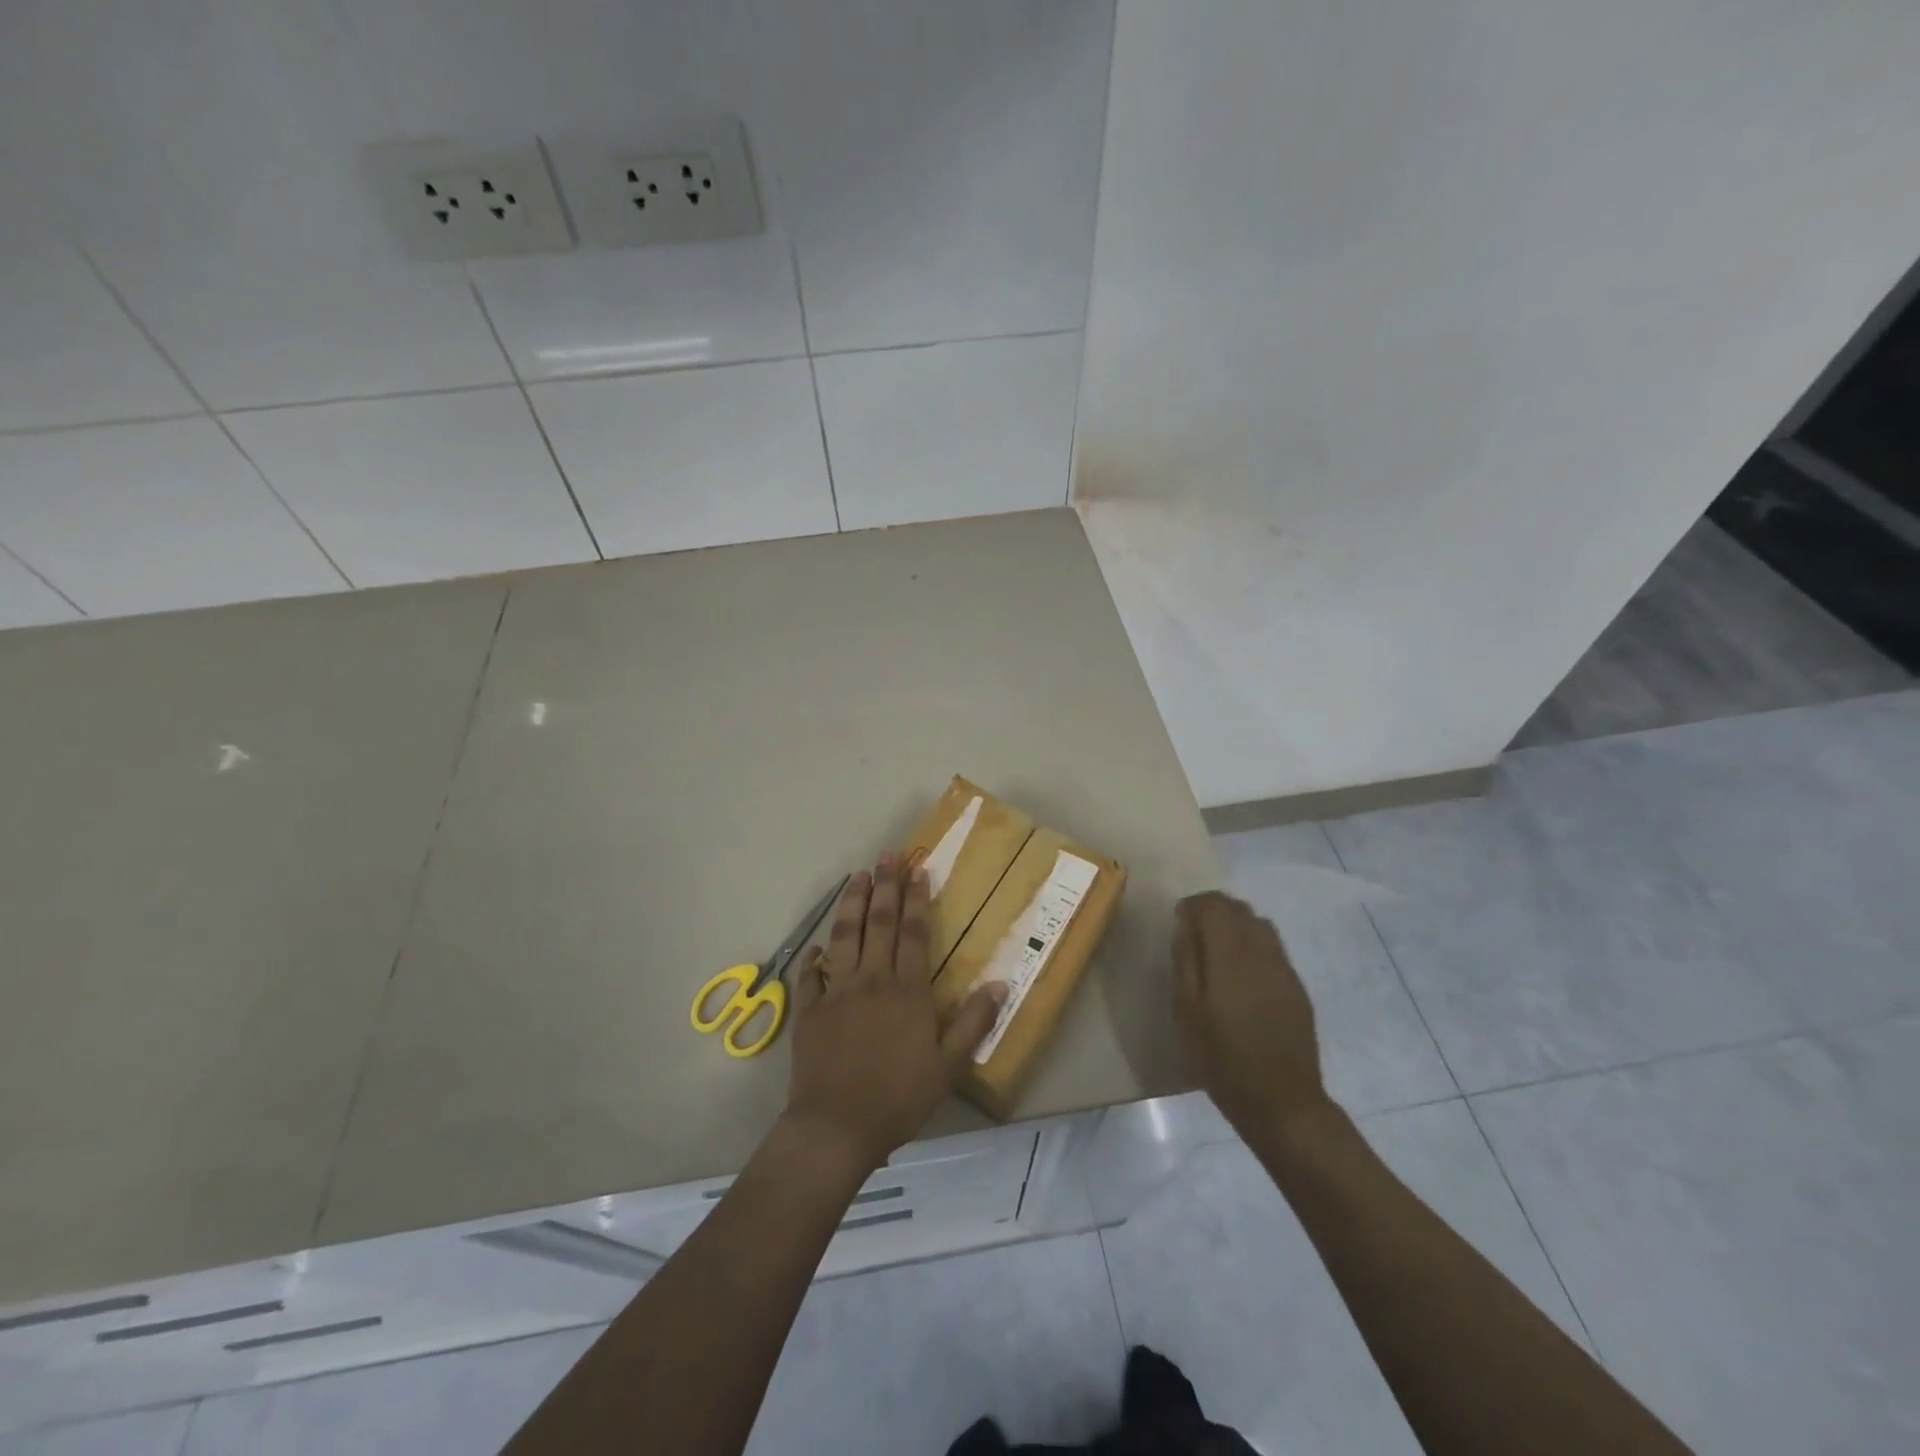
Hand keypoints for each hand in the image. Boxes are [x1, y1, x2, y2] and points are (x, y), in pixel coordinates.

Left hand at [783, 853, 1006, 1172]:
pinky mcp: (810, 1010)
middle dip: (885, 886)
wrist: (836, 1127)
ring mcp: (836, 992)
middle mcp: (871, 980)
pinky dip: (814, 955)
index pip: (913, 933)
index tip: (917, 869)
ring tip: (857, 876)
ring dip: (851, 903)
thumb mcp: (948, 1067)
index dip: (916, 899)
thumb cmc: (898, 1098)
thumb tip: (998, 983)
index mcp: (906, 991)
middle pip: (879, 923)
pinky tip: (818, 943)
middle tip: (887, 856)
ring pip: (844, 936)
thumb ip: (972, 1023)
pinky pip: (811, 974)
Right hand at [1172, 891, 1331, 1136]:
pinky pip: (1273, 948)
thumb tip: (1185, 927)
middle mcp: (1261, 952)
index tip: (1179, 921)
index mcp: (1230, 956)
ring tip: (1219, 952)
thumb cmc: (1221, 1058)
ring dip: (1236, 926)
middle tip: (1195, 934)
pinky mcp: (1297, 987)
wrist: (1281, 1101)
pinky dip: (1253, 946)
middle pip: (1239, 908)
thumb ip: (1185, 962)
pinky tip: (1242, 976)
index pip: (1214, 905)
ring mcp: (1284, 969)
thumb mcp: (1186, 1012)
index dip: (1194, 905)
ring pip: (1260, 924)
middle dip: (1215, 911)